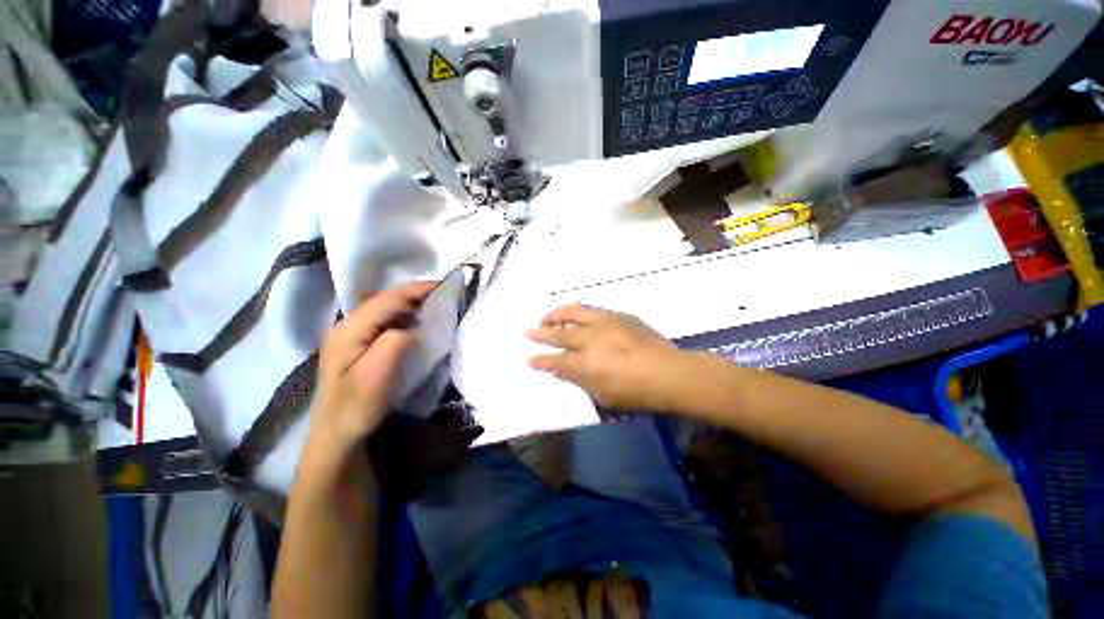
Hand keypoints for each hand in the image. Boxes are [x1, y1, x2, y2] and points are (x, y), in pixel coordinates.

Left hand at [311, 281, 436, 454]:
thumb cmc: (356, 408)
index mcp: (350, 328)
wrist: (337, 434)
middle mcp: (347, 324)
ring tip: (437, 306)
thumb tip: (414, 326)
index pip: (389, 298)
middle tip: (446, 296)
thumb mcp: (376, 376)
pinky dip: (407, 316)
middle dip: (417, 294)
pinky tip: (419, 323)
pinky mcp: (358, 343)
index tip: (446, 287)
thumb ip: (395, 343)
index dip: (418, 289)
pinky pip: (387, 320)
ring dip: (413, 304)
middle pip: (387, 299)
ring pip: (387, 308)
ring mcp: (351, 333)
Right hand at [526, 304, 683, 410]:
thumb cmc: (636, 392)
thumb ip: (580, 381)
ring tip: (545, 316)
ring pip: (573, 313)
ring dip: (556, 315)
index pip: (556, 361)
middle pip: (560, 334)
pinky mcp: (618, 316)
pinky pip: (591, 309)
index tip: (528, 358)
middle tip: (528, 331)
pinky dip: (577, 310)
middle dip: (541, 333)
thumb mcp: (603, 396)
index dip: (541, 360)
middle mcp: (591, 339)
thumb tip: (562, 372)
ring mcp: (604, 323)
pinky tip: (572, 310)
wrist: (670, 372)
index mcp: (586, 364)